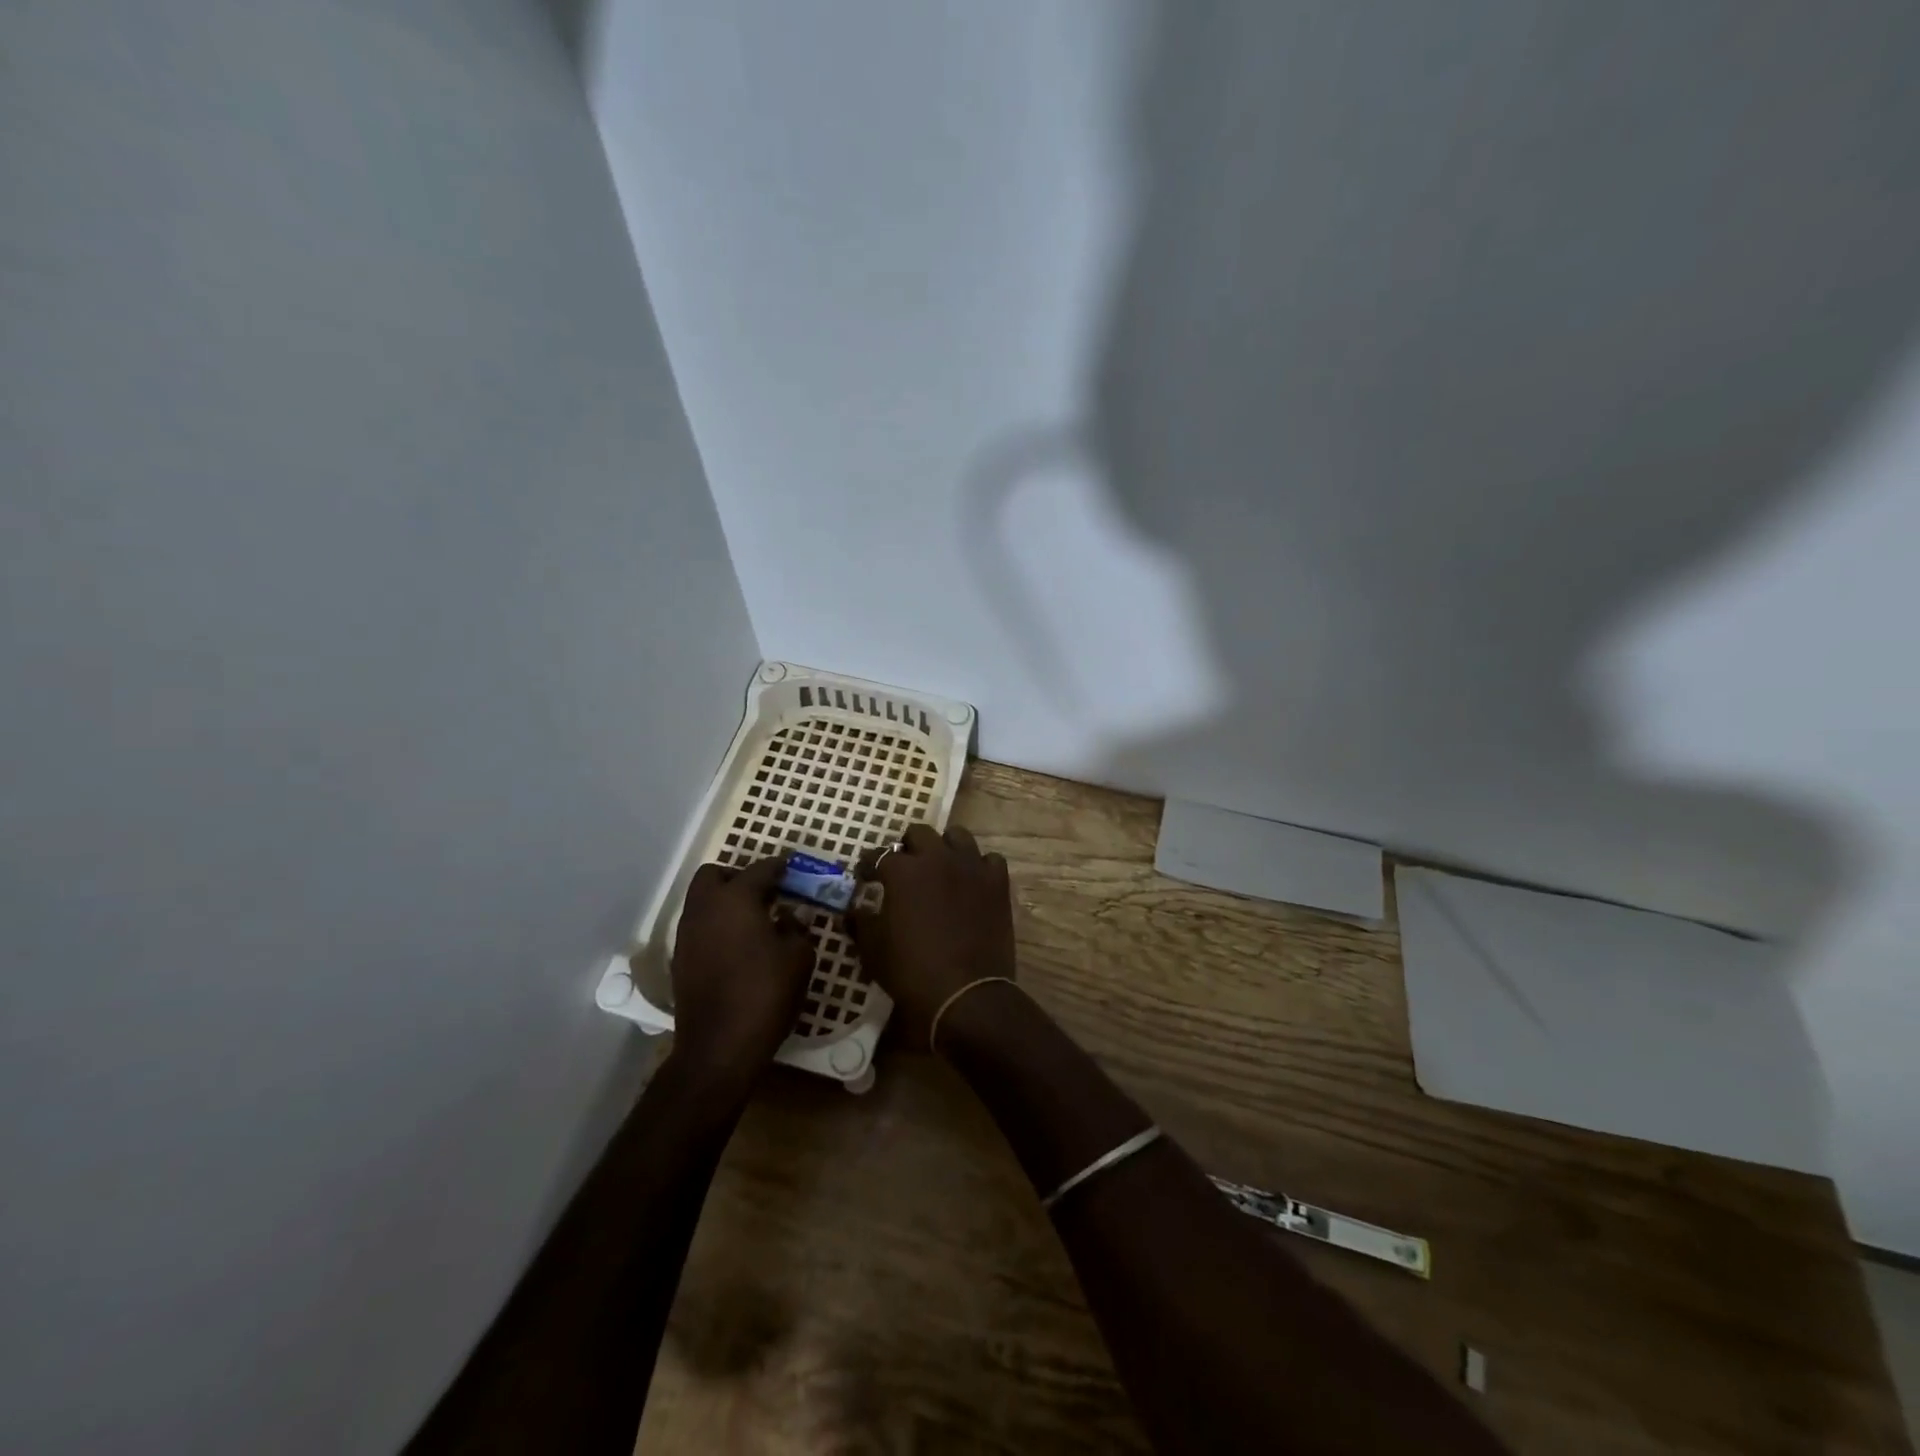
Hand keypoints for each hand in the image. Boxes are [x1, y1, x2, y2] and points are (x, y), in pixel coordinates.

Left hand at [668, 857, 813, 1092]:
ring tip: (754, 920)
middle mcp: (704, 908)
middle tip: (764, 892)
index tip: (791, 867)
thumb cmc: (766, 993)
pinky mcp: (680, 960)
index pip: (759, 869)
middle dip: (738, 876)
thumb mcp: (799, 956)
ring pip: (702, 901)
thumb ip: (796, 927)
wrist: (719, 1046)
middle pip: (714, 875)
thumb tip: (788, 916)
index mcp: (735, 899)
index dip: (778, 866)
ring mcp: (686, 934)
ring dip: (724, 901)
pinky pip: (698, 927)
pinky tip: (738, 946)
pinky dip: (716, 925)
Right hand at [850, 823, 1015, 1048]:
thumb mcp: (873, 951)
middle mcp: (938, 858)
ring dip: (945, 847)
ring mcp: (971, 867)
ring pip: (958, 836)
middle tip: (904, 867)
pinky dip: (979, 866)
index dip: (870, 865)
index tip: (866, 876)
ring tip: (940, 866)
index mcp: (904, 871)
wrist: (966, 993)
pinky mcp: (997, 883)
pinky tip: (972, 881)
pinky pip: (989, 860)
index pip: (880, 855)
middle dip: (908, 846)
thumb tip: (853, 911)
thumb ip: (861, 923)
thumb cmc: (912, 972)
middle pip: (920, 833)